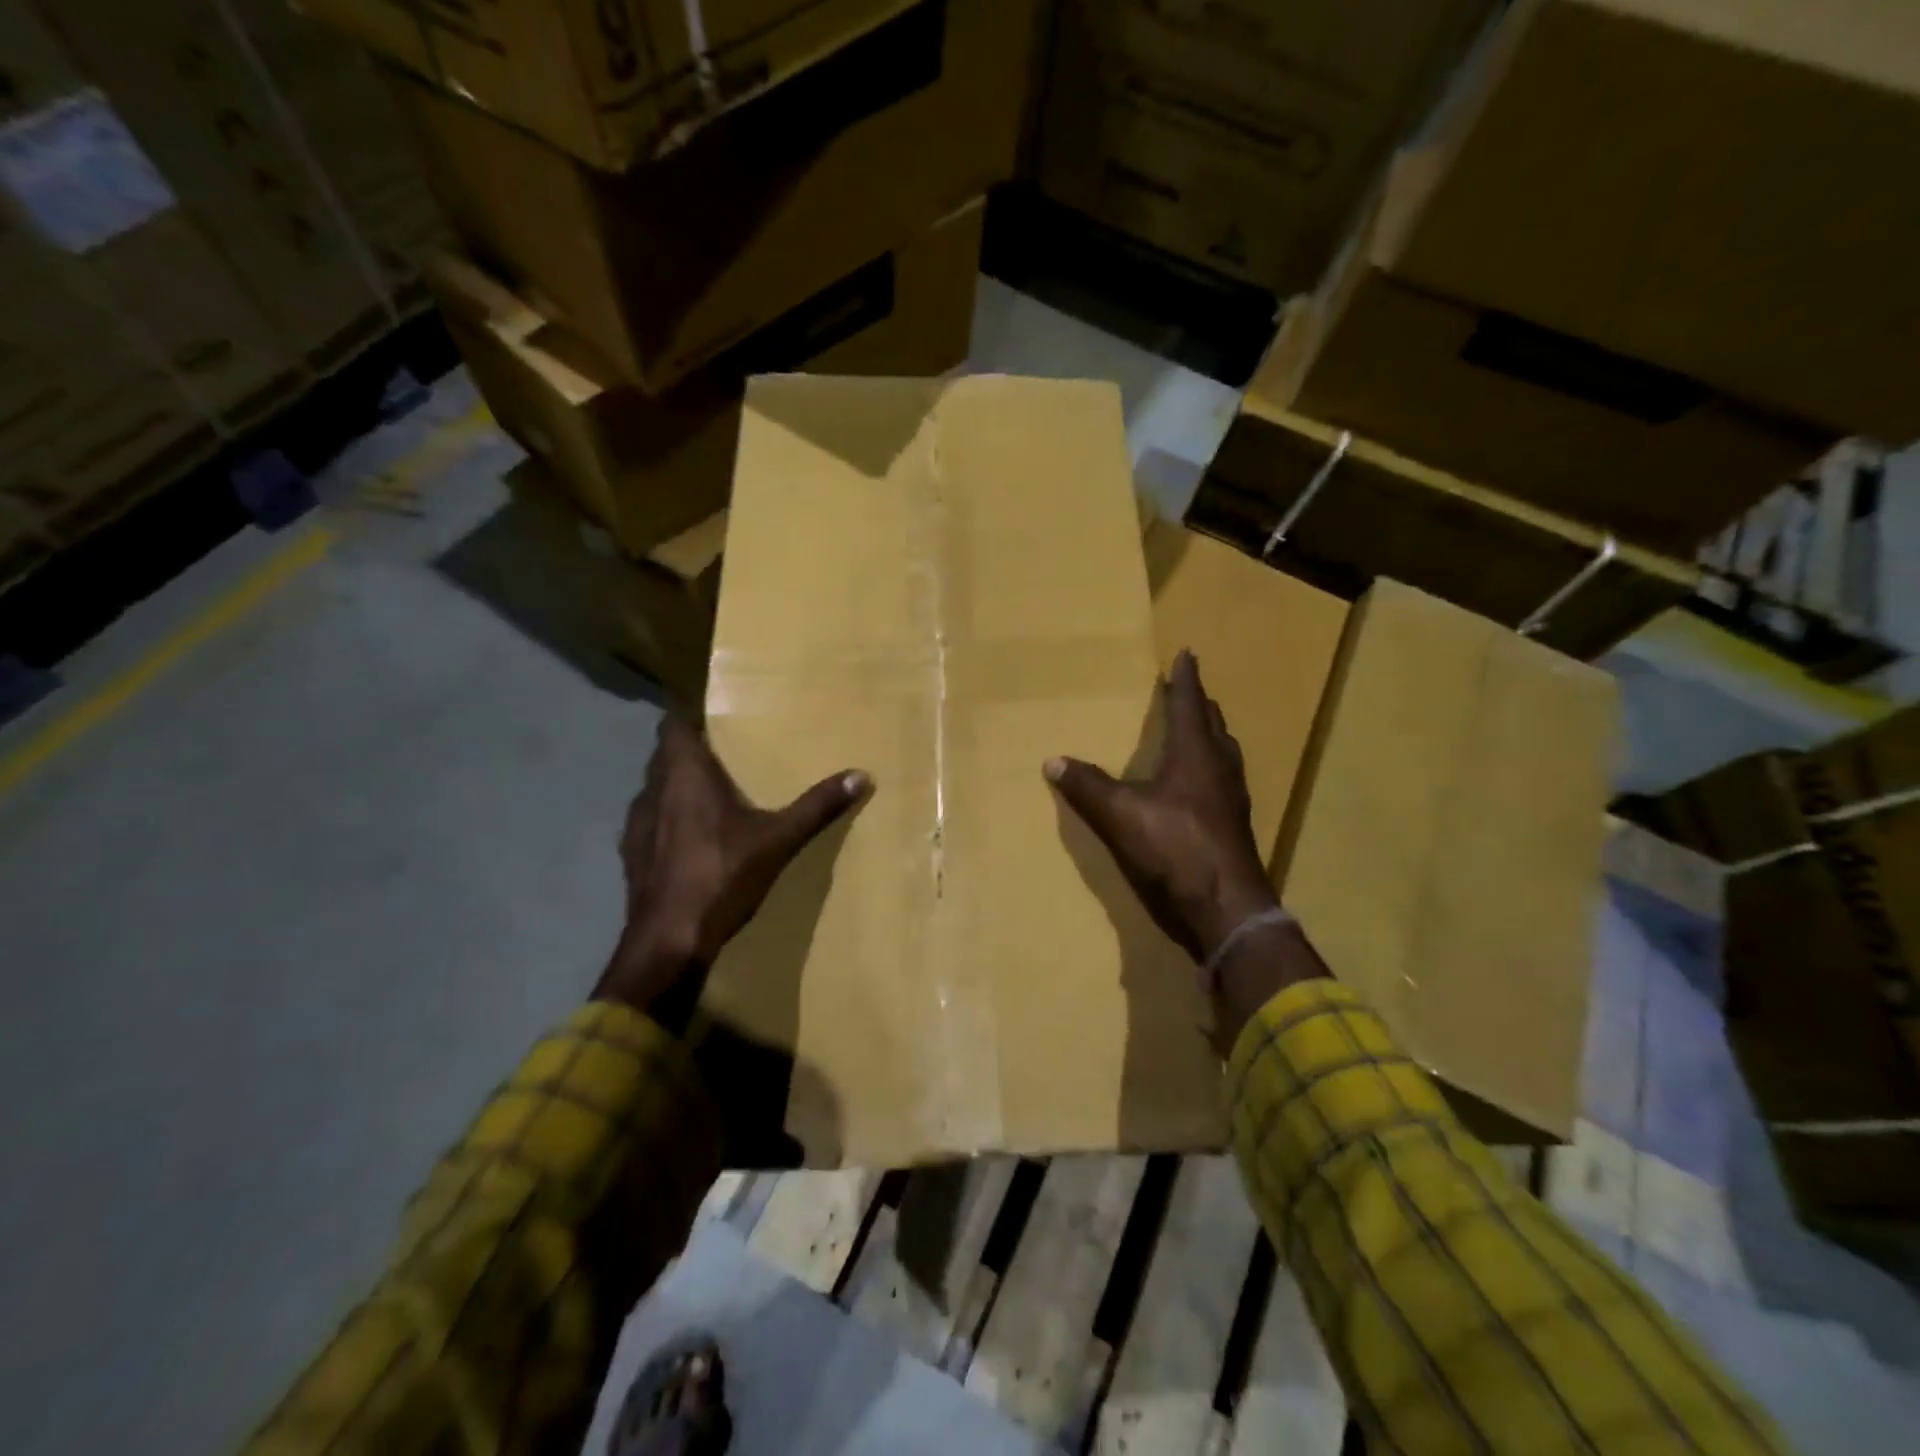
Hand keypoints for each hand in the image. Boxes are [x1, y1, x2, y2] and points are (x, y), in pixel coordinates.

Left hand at [595, 718, 870, 1017]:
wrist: (668, 942)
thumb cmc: (721, 877)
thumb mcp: (778, 840)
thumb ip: (817, 807)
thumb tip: (861, 775)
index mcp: (684, 776)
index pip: (672, 725)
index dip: (689, 716)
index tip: (715, 716)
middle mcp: (653, 791)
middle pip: (665, 755)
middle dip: (691, 751)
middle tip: (728, 753)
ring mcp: (636, 825)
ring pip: (656, 789)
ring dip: (678, 786)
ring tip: (712, 794)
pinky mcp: (631, 855)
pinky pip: (651, 821)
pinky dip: (669, 818)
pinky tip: (692, 839)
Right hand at [1045, 650, 1279, 963]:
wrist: (1225, 907)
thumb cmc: (1175, 848)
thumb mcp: (1121, 815)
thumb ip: (1087, 787)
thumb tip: (1053, 761)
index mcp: (1195, 755)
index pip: (1190, 705)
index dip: (1186, 679)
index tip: (1188, 653)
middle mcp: (1219, 769)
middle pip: (1213, 725)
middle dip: (1200, 704)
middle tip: (1189, 690)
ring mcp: (1232, 800)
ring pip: (1224, 753)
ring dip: (1211, 735)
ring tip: (1199, 730)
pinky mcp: (1234, 827)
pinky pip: (1224, 781)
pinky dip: (1212, 768)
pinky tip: (1200, 785)